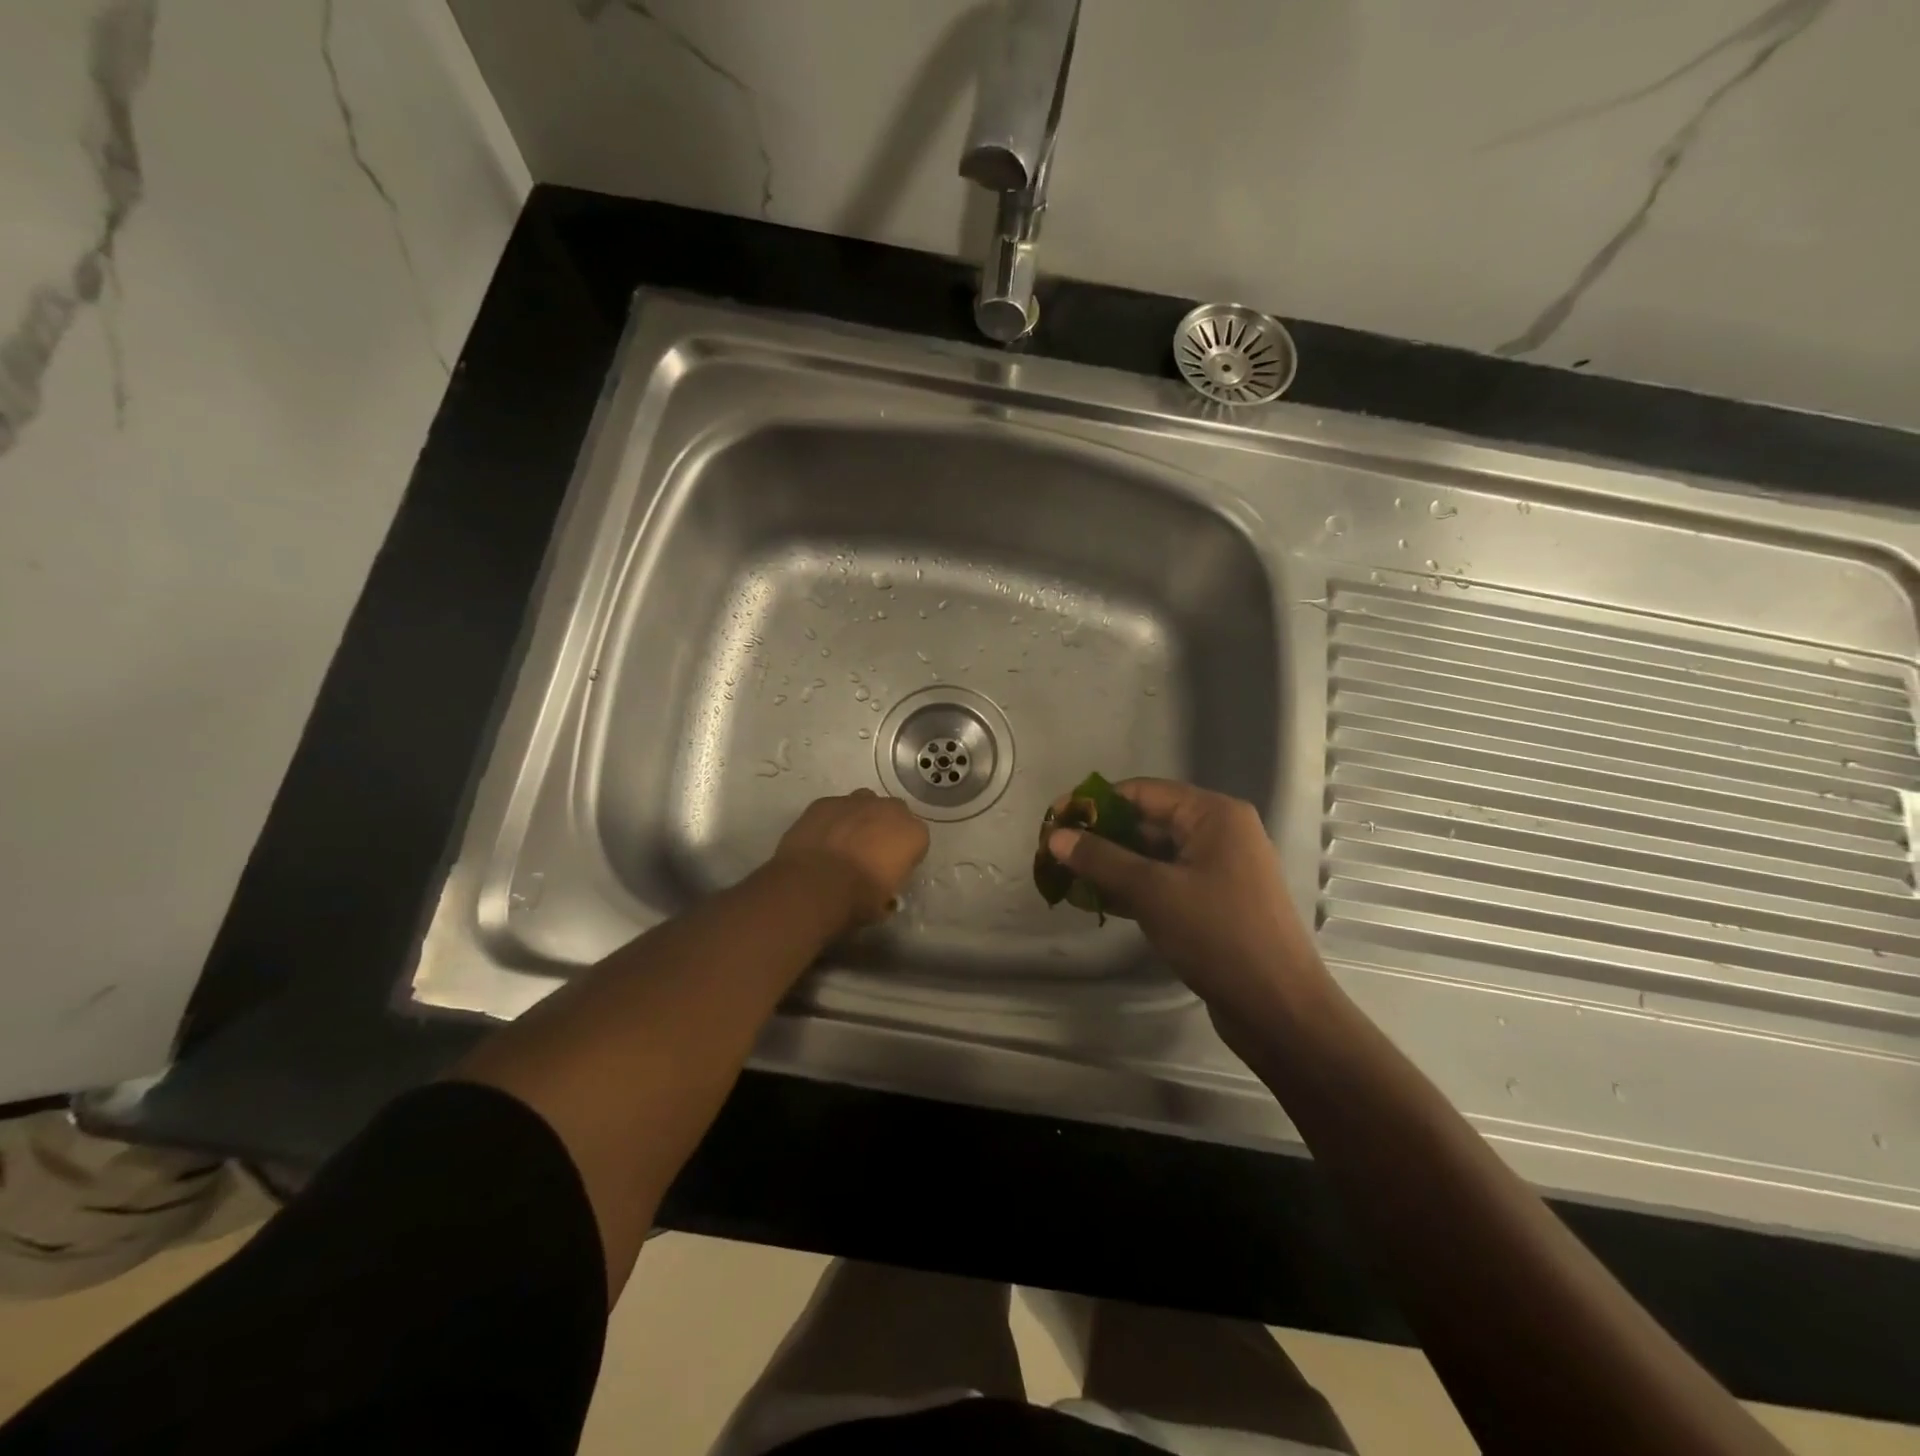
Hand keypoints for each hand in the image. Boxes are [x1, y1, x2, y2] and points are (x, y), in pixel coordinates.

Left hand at [773, 789, 929, 928]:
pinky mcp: (826, 802)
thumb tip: (882, 896)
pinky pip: (834, 808)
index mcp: (913, 834)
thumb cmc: (857, 899)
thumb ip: (888, 891)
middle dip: (885, 829)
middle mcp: (890, 810)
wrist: (813, 885)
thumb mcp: (884, 905)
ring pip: (865, 803)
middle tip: (870, 854)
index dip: (904, 856)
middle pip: (893, 814)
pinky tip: (821, 840)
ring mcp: (856, 801)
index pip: (917, 841)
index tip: (892, 871)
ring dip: (860, 818)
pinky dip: (831, 821)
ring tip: (845, 843)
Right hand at [1045, 779, 1331, 1048]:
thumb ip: (1102, 859)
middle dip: (1100, 836)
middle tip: (1055, 853)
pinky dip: (1132, 888)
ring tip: (1066, 878)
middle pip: (1147, 821)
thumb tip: (1056, 836)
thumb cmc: (1218, 936)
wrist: (1279, 1009)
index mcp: (1213, 815)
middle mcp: (1218, 833)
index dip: (1094, 803)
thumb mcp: (1153, 892)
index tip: (1053, 820)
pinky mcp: (1214, 902)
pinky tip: (1096, 901)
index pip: (1141, 792)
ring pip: (1153, 855)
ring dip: (1112, 865)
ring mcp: (1218, 869)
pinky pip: (1164, 882)